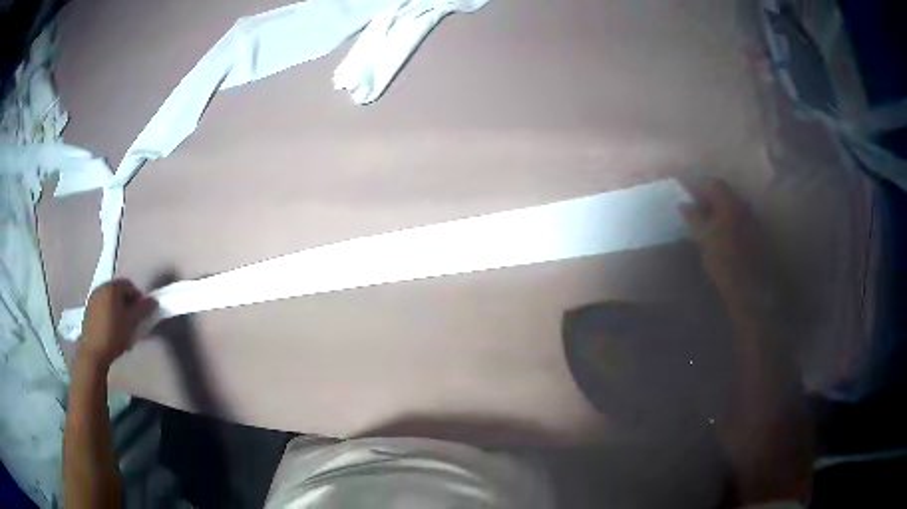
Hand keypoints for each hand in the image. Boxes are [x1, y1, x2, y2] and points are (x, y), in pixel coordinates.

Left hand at [79, 279, 157, 368]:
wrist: (93, 352)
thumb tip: (153, 300)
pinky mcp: (88, 310)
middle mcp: (101, 287)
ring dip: (118, 308)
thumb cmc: (114, 335)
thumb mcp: (131, 323)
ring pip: (110, 299)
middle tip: (133, 320)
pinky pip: (102, 306)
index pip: (130, 286)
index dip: (139, 298)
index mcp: (112, 287)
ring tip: (122, 326)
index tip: (143, 314)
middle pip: (118, 291)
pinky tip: (111, 328)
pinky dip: (109, 313)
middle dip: (127, 303)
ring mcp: (93, 298)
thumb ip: (143, 309)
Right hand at [679, 178, 772, 320]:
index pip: (713, 183)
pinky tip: (724, 235)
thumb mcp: (703, 238)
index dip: (700, 186)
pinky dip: (730, 221)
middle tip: (698, 209)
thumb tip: (683, 204)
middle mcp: (743, 205)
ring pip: (733, 206)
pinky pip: (740, 219)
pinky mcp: (756, 233)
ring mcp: (752, 219)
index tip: (689, 195)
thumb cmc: (723, 260)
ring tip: (710, 223)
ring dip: (721, 210)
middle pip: (725, 193)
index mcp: (729, 203)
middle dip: (711, 198)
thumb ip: (694, 217)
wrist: (747, 286)